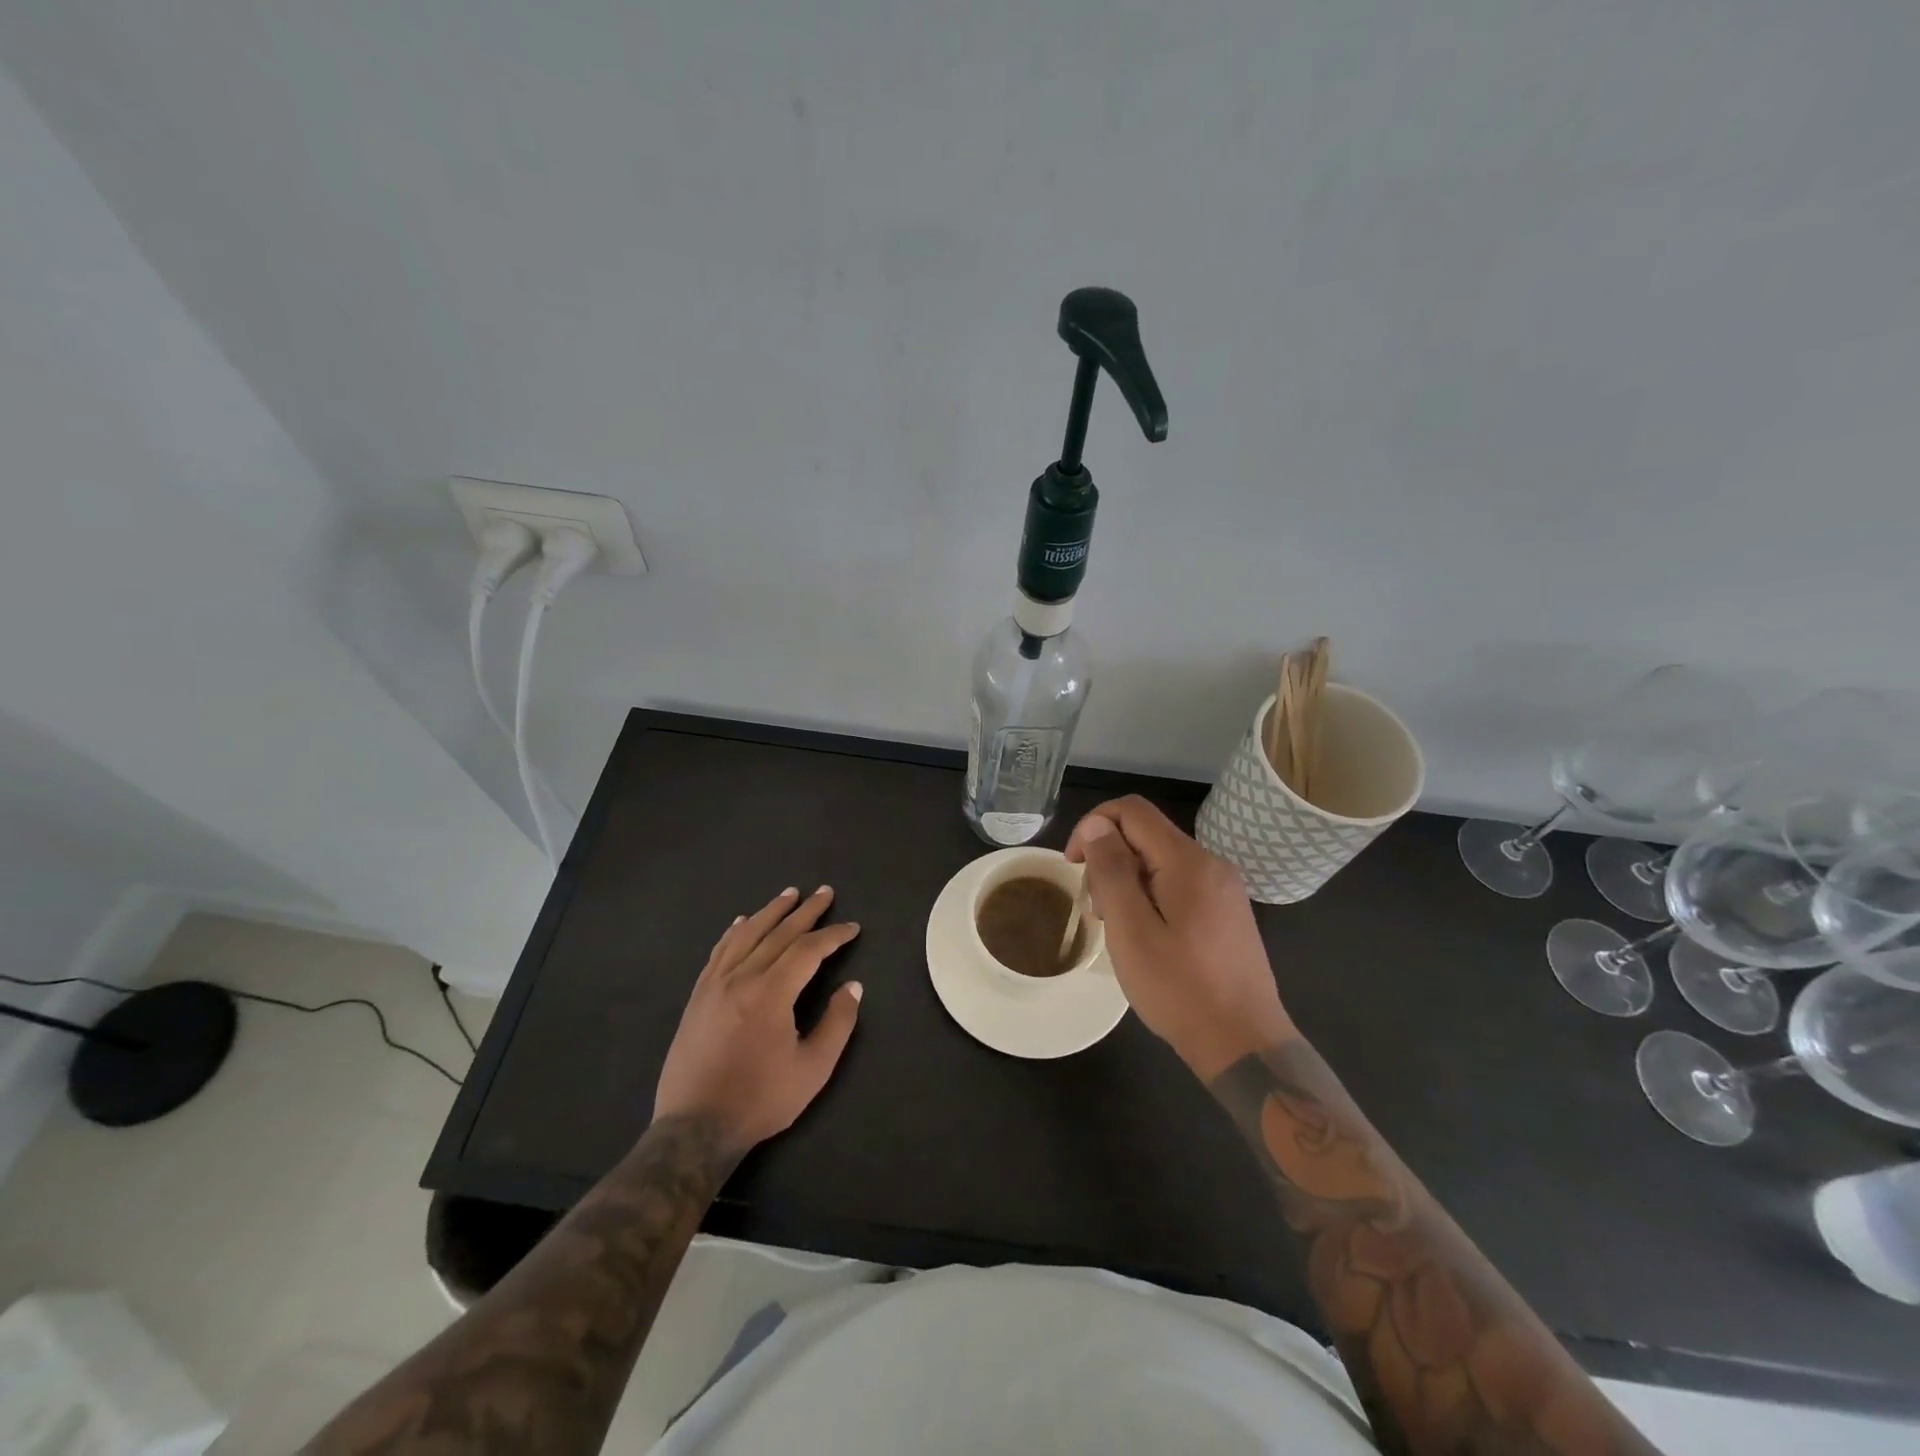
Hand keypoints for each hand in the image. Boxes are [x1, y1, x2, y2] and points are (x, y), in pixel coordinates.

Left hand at [654, 886, 862, 1153]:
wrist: (695, 1128)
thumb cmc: (760, 1100)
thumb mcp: (812, 1069)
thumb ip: (837, 1024)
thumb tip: (853, 987)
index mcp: (771, 993)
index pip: (808, 950)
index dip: (833, 935)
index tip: (852, 928)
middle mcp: (741, 978)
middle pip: (778, 933)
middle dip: (806, 911)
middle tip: (825, 892)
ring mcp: (715, 984)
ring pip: (746, 935)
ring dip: (771, 911)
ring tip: (789, 894)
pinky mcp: (698, 996)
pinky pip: (719, 951)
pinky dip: (735, 931)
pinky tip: (742, 921)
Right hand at [1066, 797, 1296, 1079]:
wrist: (1244, 1045)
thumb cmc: (1180, 989)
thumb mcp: (1132, 930)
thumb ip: (1112, 871)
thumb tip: (1096, 825)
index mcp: (1189, 861)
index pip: (1132, 811)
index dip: (1093, 826)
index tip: (1074, 866)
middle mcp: (1211, 863)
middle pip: (1146, 835)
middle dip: (1109, 860)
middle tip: (1095, 911)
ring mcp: (1223, 888)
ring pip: (1160, 861)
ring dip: (1127, 881)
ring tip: (1116, 929)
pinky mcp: (1227, 912)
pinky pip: (1178, 884)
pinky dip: (1150, 896)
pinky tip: (1145, 936)